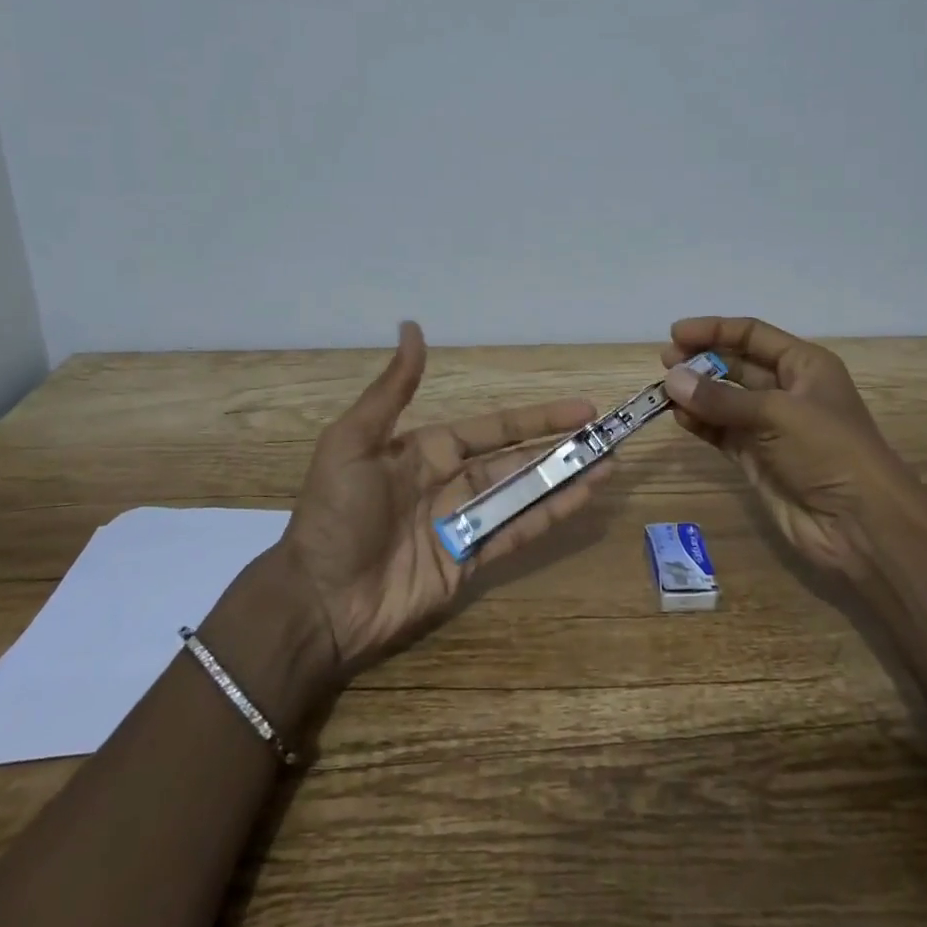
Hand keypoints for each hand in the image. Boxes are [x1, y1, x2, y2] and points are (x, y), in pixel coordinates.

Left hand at [280, 322, 609, 667]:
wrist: (318, 600)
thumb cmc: (336, 514)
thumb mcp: (354, 442)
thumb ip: (393, 390)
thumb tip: (411, 327)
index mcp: (428, 450)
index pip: (494, 428)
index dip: (536, 418)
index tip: (580, 409)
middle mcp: (452, 481)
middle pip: (517, 460)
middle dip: (560, 448)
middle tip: (606, 438)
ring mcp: (464, 523)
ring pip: (524, 494)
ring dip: (565, 480)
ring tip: (608, 466)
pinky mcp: (470, 561)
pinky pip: (516, 532)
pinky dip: (550, 516)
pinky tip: (582, 500)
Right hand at [661, 316, 922, 580]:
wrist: (860, 525)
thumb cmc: (829, 451)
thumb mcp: (777, 414)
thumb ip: (721, 398)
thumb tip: (671, 380)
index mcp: (804, 366)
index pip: (752, 335)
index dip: (714, 330)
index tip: (675, 334)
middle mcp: (786, 390)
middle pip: (735, 364)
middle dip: (701, 361)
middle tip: (665, 363)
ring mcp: (769, 426)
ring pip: (724, 399)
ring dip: (696, 393)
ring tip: (663, 392)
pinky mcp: (756, 458)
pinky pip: (721, 431)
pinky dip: (700, 423)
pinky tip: (679, 418)